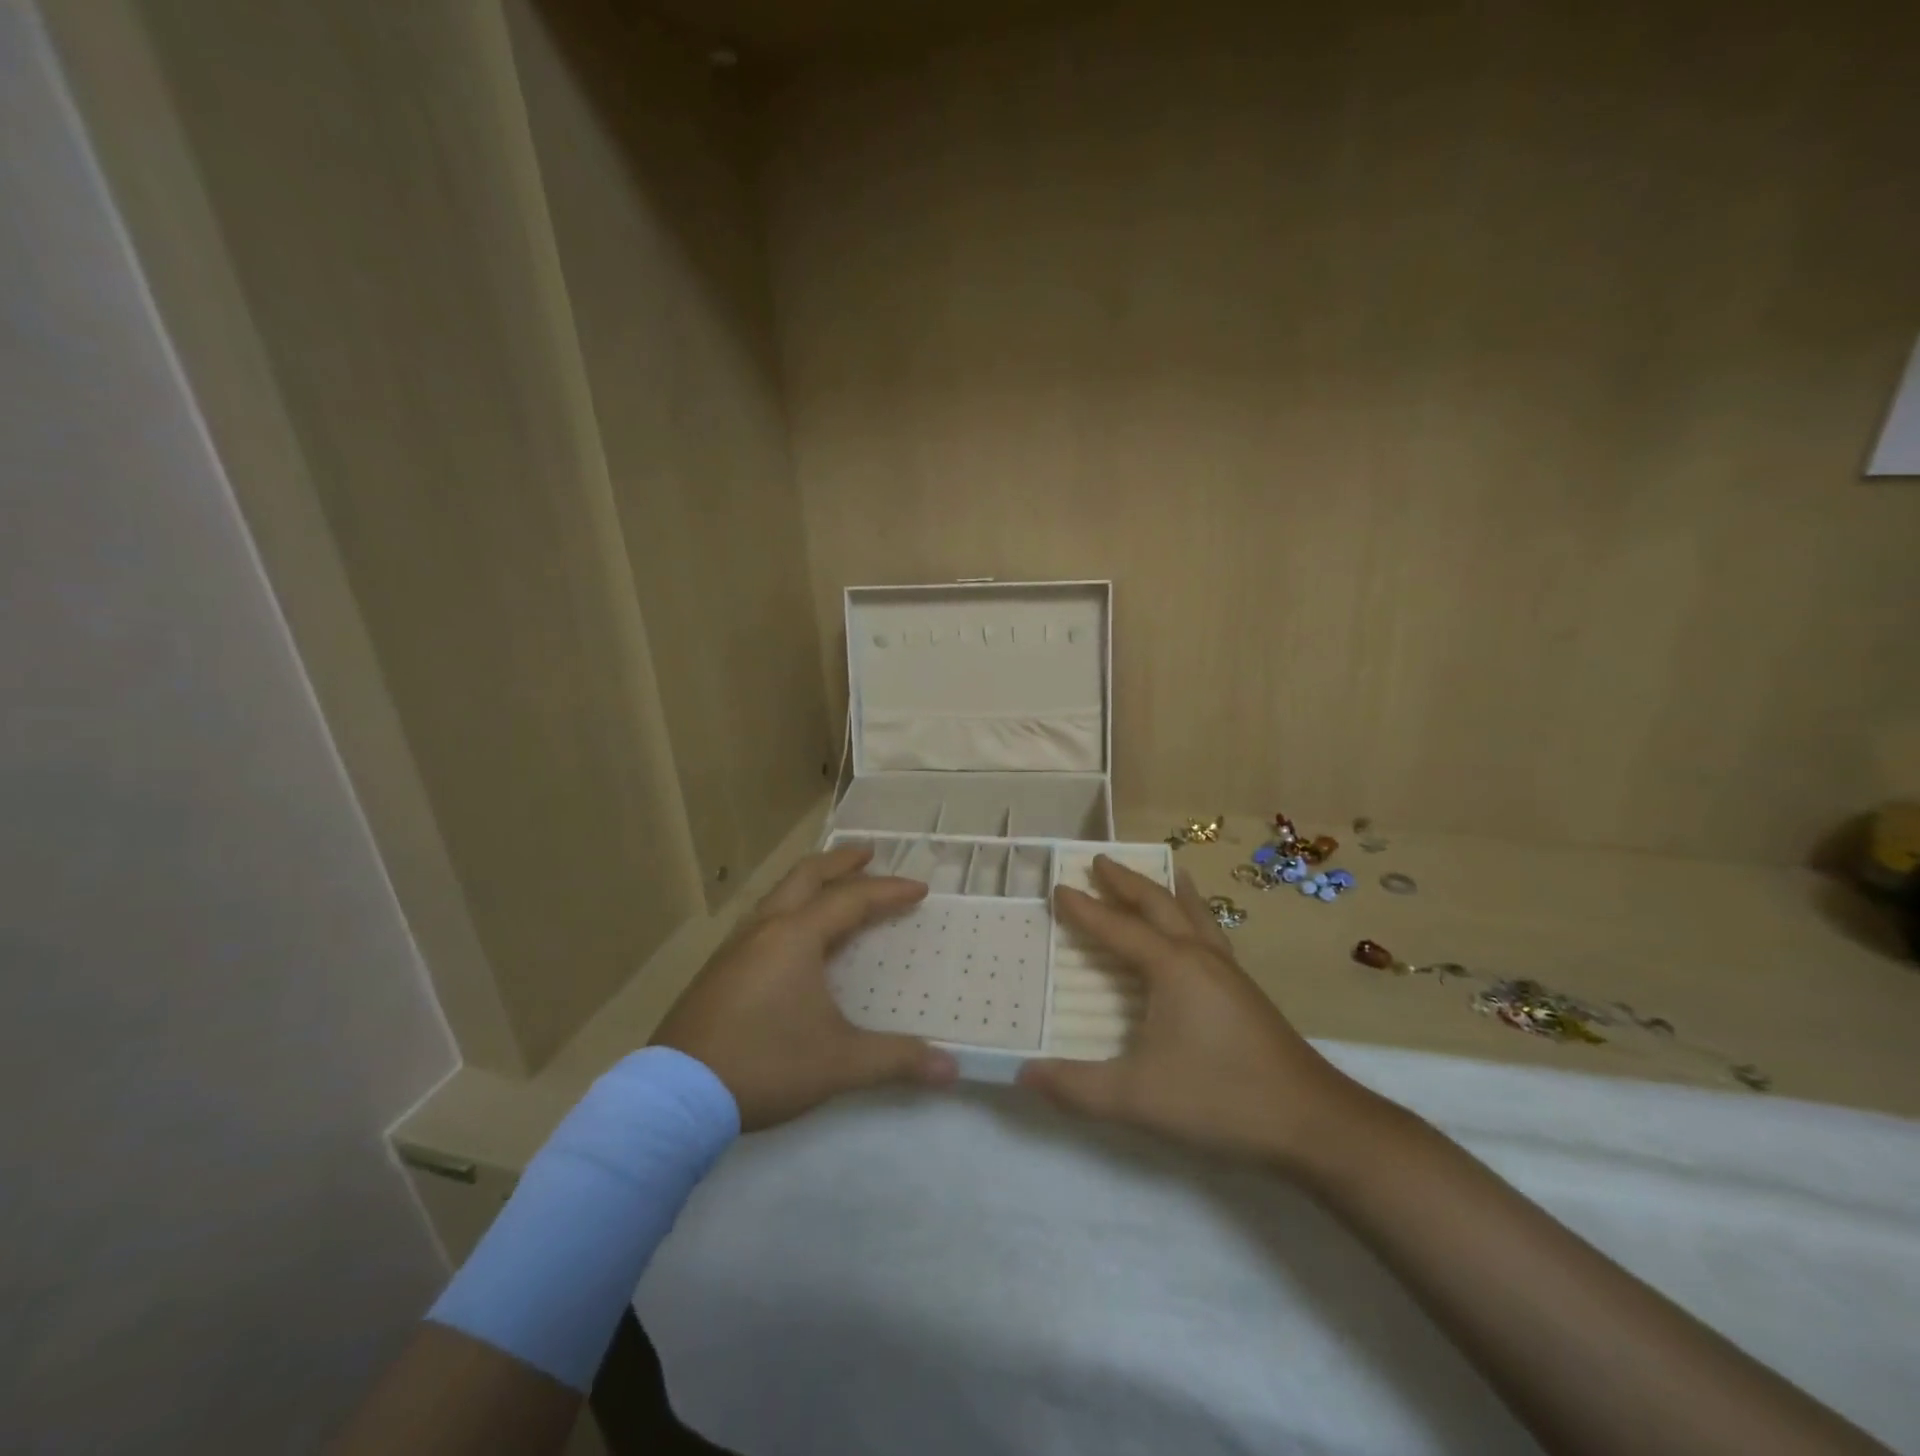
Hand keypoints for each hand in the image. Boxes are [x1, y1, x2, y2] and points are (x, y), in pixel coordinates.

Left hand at [652, 845, 957, 1130]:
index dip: (888, 892)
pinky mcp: (717, 970)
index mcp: (795, 936)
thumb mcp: (839, 1063)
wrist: (677, 1096)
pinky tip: (790, 937)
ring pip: (778, 895)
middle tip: (868, 854)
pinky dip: (788, 909)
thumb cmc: (765, 1064)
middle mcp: (765, 929)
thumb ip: (897, 1060)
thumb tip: (954, 1071)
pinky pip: (761, 919)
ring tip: (831, 887)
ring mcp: (735, 947)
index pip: (852, 900)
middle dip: (840, 862)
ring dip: (810, 883)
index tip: (918, 890)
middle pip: (806, 876)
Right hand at [1017, 855, 1374, 1168]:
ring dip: (1168, 891)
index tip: (1059, 887)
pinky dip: (1197, 915)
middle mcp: (1200, 956)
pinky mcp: (1246, 992)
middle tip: (1101, 861)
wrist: (1313, 1122)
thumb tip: (1023, 1074)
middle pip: (1159, 904)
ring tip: (1164, 870)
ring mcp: (1229, 972)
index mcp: (1172, 967)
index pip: (1118, 928)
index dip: (1085, 910)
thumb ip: (1076, 1087)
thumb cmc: (1221, 1098)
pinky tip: (1200, 931)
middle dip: (1127, 882)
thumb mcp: (1137, 1097)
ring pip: (1193, 914)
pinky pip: (1213, 934)